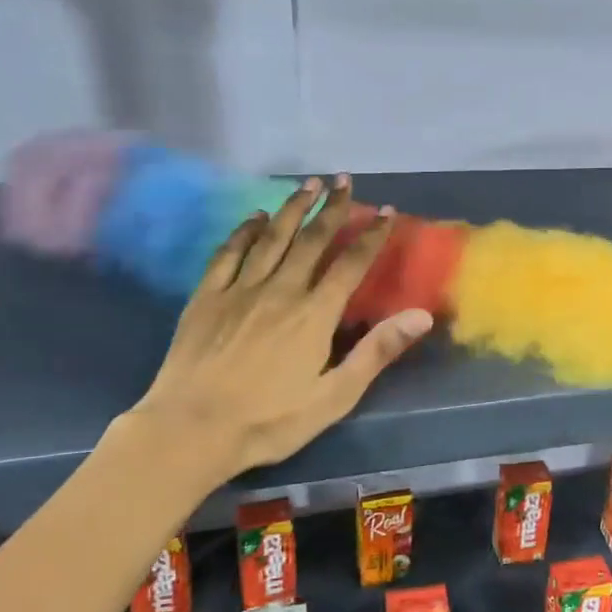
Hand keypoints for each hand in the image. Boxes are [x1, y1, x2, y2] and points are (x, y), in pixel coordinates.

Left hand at [128, 175, 431, 473]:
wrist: (190, 430)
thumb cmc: (269, 421)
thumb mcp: (334, 396)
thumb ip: (377, 351)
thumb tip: (421, 315)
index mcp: (314, 315)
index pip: (350, 264)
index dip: (370, 236)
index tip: (385, 211)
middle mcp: (280, 291)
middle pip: (311, 240)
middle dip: (331, 208)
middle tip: (344, 180)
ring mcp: (240, 290)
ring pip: (272, 238)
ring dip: (293, 208)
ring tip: (308, 184)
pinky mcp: (206, 297)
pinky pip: (229, 253)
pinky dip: (245, 231)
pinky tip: (256, 217)